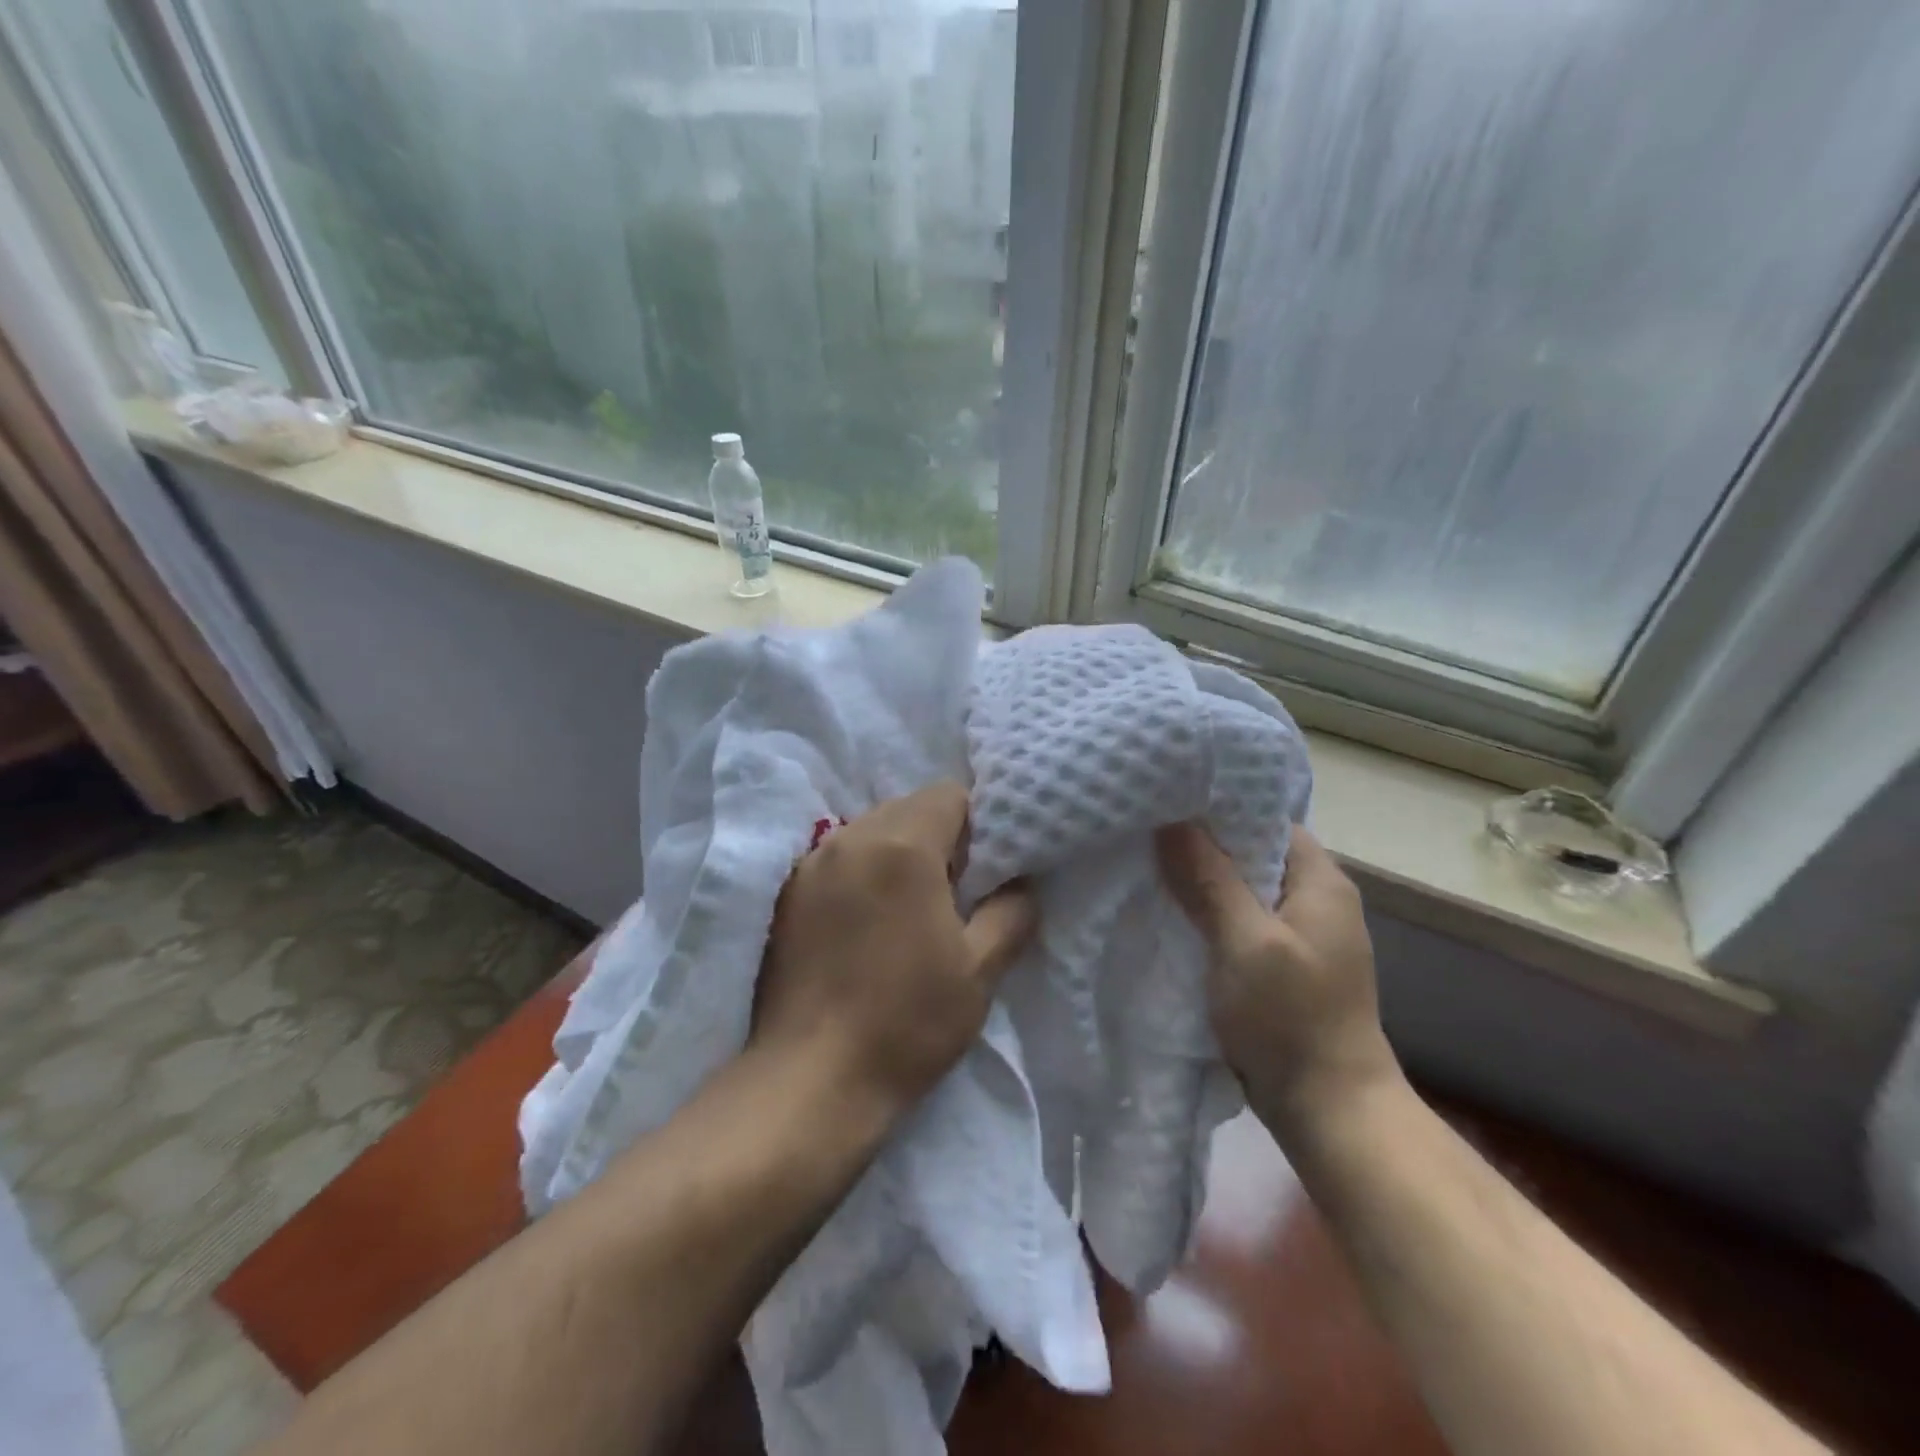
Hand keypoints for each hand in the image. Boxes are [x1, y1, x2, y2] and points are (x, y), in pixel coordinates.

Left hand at [752, 783, 1037, 1119]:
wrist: (809, 1080)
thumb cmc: (906, 1022)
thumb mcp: (979, 971)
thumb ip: (1011, 913)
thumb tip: (1021, 884)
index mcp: (903, 845)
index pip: (949, 794)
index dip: (977, 824)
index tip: (983, 871)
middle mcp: (851, 838)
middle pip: (908, 808)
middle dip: (938, 836)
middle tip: (953, 894)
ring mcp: (812, 864)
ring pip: (871, 831)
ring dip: (897, 853)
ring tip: (909, 911)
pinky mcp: (787, 893)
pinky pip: (839, 859)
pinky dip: (863, 872)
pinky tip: (867, 926)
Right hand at [1156, 822, 1399, 1135]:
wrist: (1330, 1113)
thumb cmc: (1291, 1019)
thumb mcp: (1245, 942)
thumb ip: (1209, 878)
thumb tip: (1171, 820)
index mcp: (1320, 881)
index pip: (1265, 818)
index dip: (1217, 807)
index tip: (1164, 799)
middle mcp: (1314, 900)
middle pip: (1249, 853)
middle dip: (1199, 844)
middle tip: (1143, 830)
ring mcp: (1298, 936)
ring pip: (1239, 890)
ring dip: (1199, 882)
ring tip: (1145, 864)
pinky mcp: (1280, 966)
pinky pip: (1237, 924)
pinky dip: (1206, 916)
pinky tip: (1167, 912)